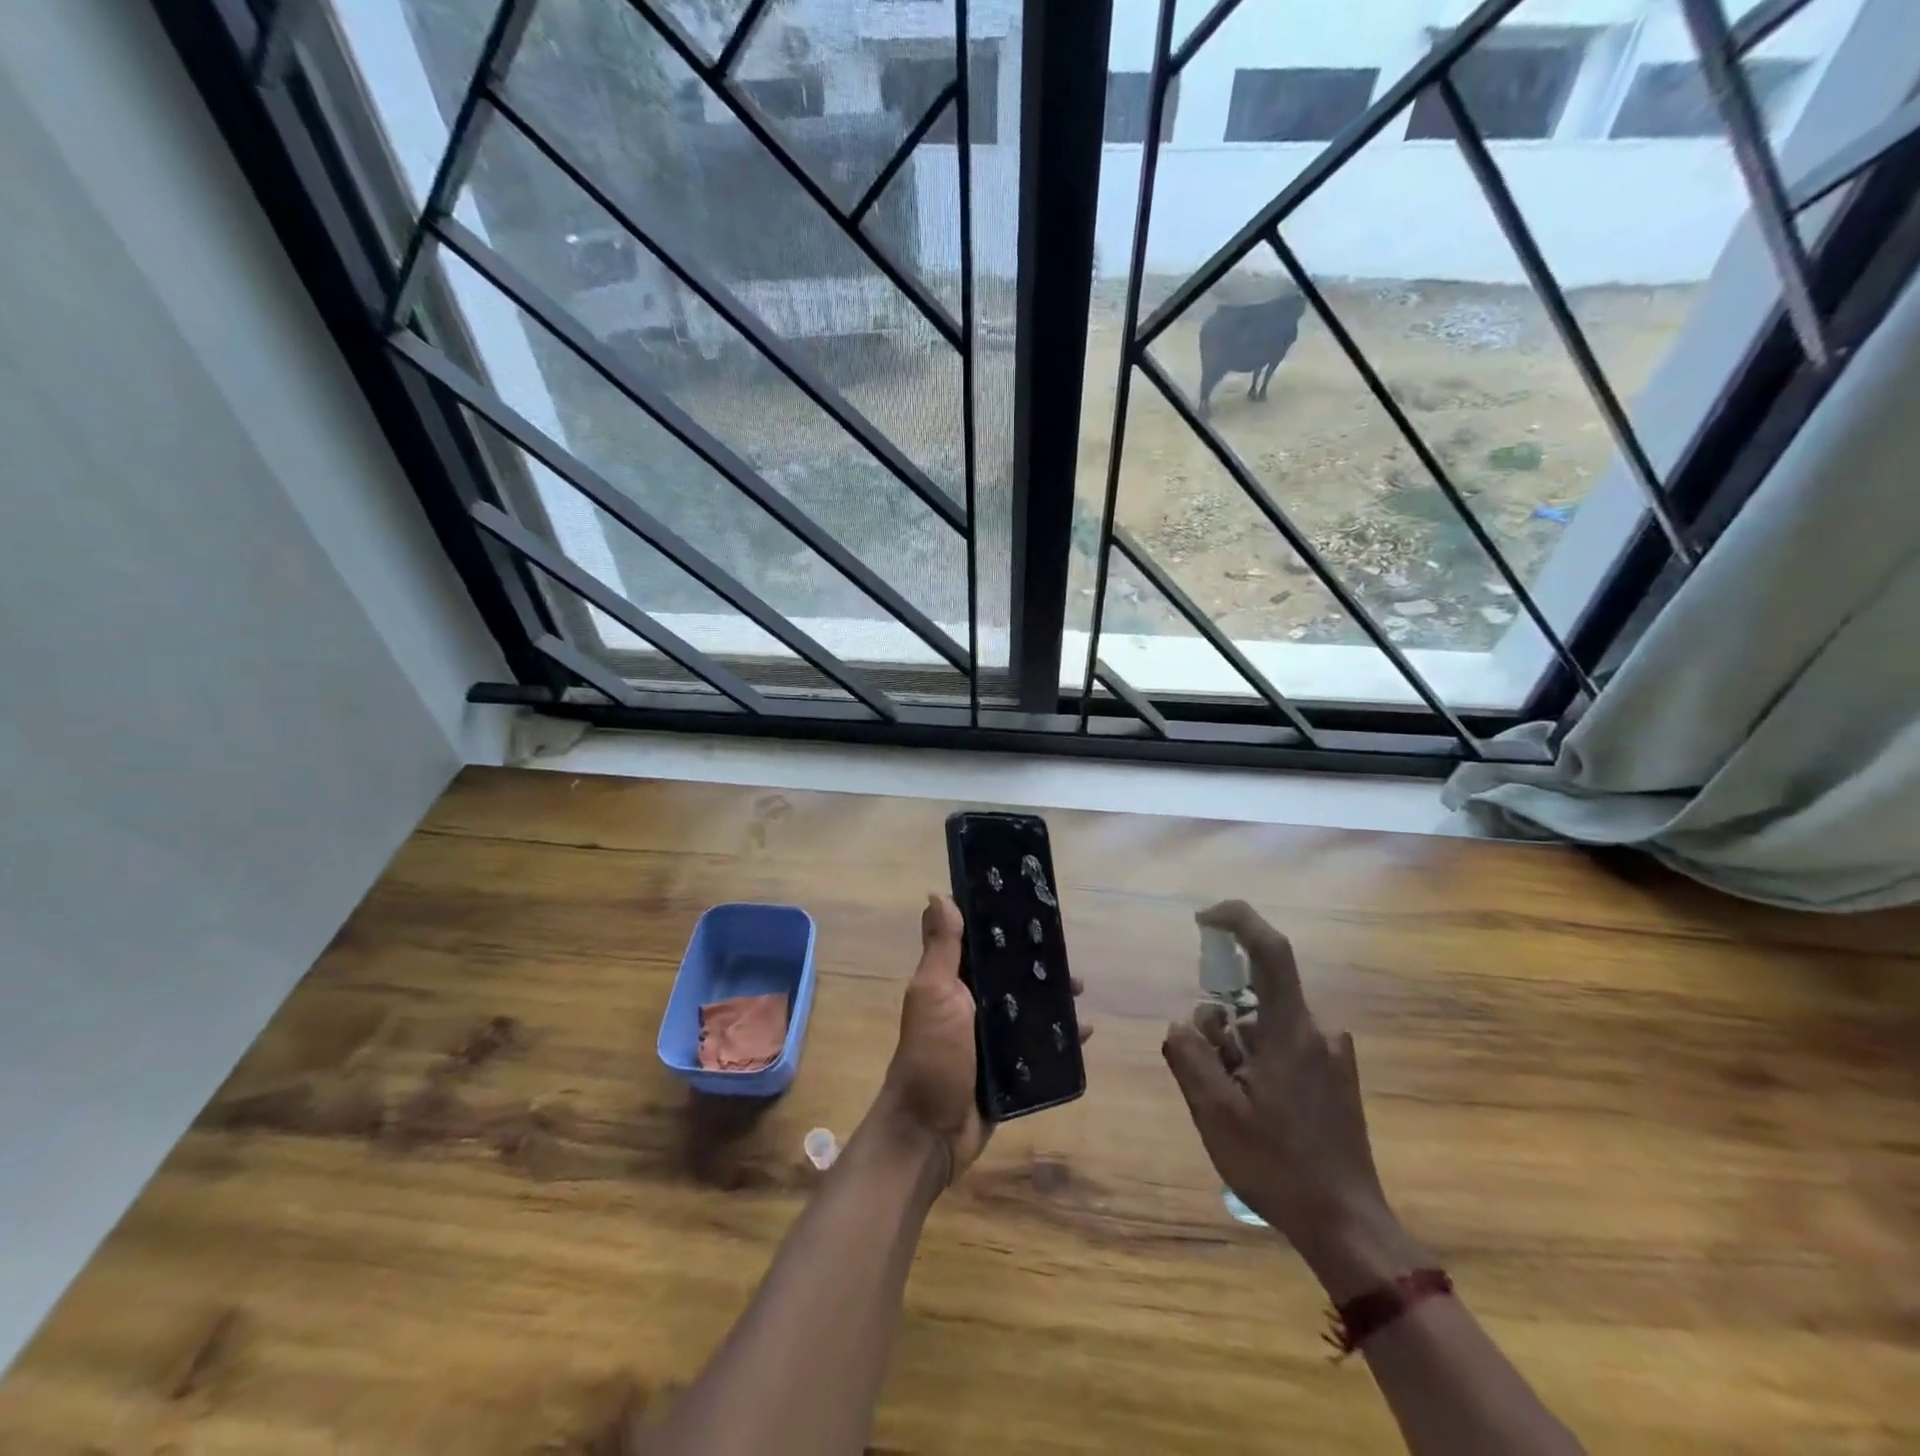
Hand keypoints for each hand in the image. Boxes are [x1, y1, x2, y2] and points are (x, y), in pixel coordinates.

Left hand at [873, 894, 1088, 1188]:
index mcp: (952, 982)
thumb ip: (941, 948)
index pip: (981, 944)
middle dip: (1038, 965)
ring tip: (1080, 991)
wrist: (930, 1135)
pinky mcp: (1008, 1070)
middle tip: (1068, 960)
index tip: (1034, 909)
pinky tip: (1085, 1032)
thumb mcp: (934, 995)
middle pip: (1011, 975)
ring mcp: (991, 1039)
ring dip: (1054, 999)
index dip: (1004, 926)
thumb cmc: (931, 1057)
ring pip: (1028, 1008)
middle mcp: (971, 1005)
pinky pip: (1039, 1046)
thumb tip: (938, 894)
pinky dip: (1061, 1038)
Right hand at [1162, 901, 1423, 1299]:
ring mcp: (1332, 1054)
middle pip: (1254, 997)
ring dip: (1237, 1049)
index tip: (1202, 919)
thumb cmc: (1278, 1166)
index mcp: (1291, 1030)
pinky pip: (1283, 1045)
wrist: (1348, 1226)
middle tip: (1209, 1074)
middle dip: (1220, 1024)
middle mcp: (1317, 1030)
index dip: (1237, 919)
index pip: (1270, 949)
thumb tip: (1182, 1023)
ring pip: (1264, 1025)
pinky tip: (1256, 1109)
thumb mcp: (1215, 1112)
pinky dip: (1258, 1061)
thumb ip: (1190, 1055)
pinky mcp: (1336, 1076)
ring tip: (1234, 1104)